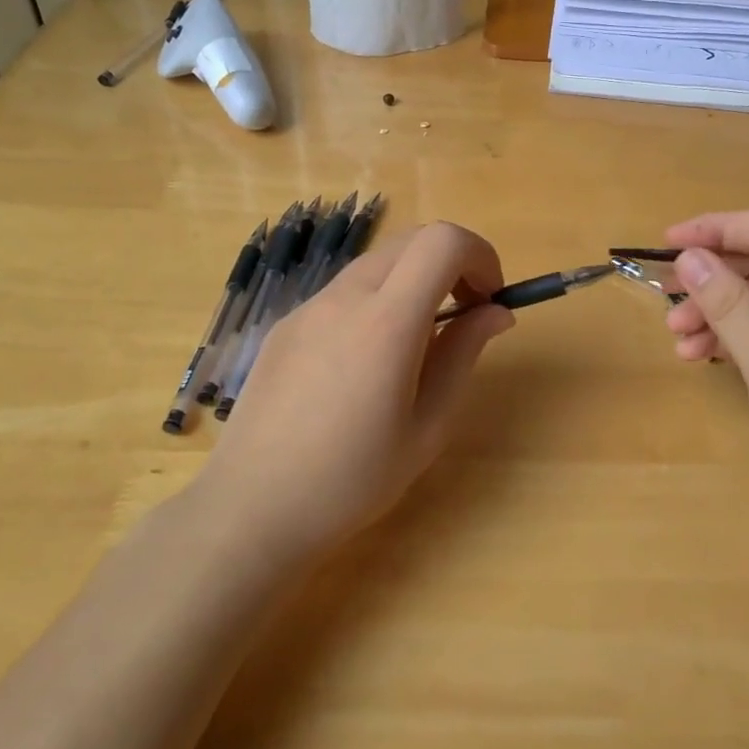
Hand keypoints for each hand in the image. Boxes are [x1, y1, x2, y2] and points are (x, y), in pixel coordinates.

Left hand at [200, 223, 513, 557]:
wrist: (252, 508)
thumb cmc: (353, 479)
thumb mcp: (428, 425)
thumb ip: (464, 354)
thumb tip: (496, 311)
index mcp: (387, 321)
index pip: (443, 241)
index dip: (480, 255)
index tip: (489, 298)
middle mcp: (345, 297)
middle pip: (411, 240)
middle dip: (451, 262)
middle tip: (465, 313)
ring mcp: (309, 307)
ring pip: (377, 262)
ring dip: (413, 279)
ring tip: (418, 341)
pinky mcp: (286, 324)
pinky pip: (344, 290)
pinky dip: (376, 299)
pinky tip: (366, 360)